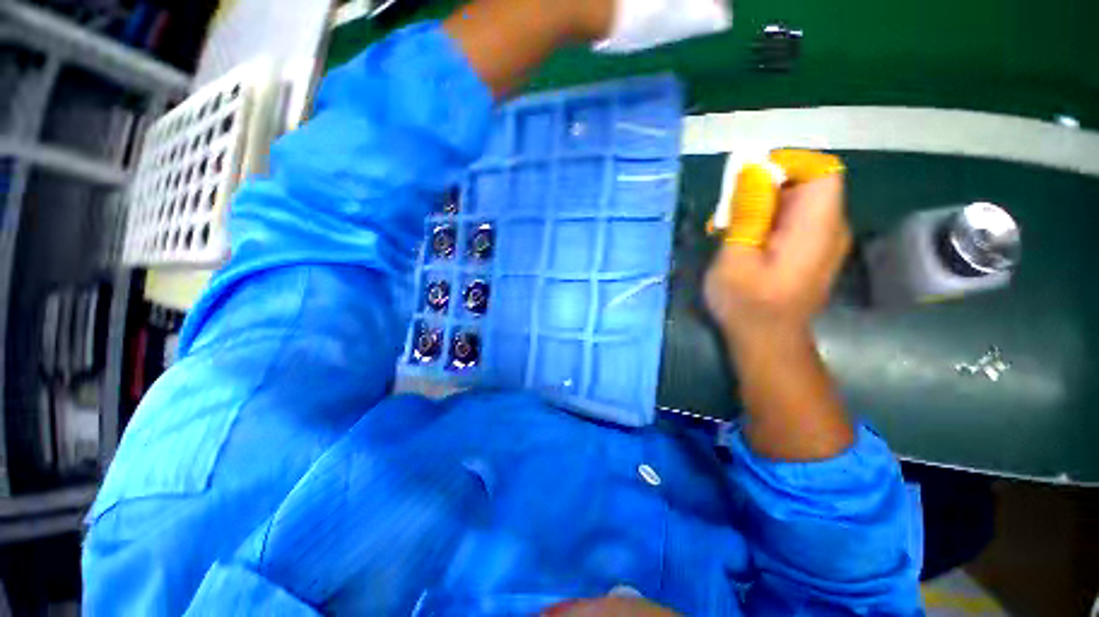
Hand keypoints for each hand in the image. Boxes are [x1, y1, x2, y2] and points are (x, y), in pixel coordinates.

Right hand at [704, 173, 850, 344]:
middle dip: (763, 188)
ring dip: (760, 206)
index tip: (745, 181)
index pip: (820, 170)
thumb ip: (748, 214)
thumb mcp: (736, 259)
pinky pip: (792, 219)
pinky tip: (743, 241)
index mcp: (816, 228)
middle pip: (806, 184)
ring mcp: (823, 240)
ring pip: (796, 201)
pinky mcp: (811, 249)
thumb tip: (753, 171)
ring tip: (729, 229)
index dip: (784, 164)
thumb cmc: (747, 306)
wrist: (767, 342)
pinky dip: (765, 221)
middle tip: (727, 213)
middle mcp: (830, 228)